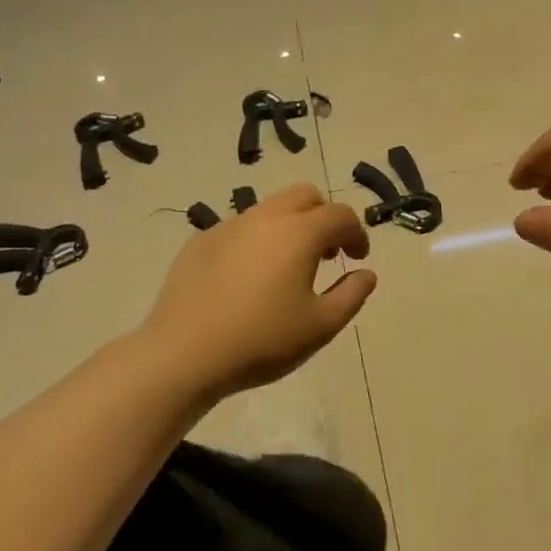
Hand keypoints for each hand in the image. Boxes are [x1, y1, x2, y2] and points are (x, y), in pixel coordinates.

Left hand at [141, 184, 375, 399]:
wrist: (183, 354)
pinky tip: (246, 278)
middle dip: (323, 217)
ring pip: (270, 208)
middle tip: (325, 253)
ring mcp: (229, 226)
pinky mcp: (201, 241)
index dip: (356, 233)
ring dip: (289, 226)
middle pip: (305, 196)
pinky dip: (256, 241)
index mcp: (300, 232)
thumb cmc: (261, 340)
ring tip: (287, 266)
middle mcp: (266, 217)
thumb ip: (351, 295)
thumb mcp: (321, 326)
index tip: (356, 259)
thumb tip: (366, 273)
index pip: (340, 215)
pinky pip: (239, 228)